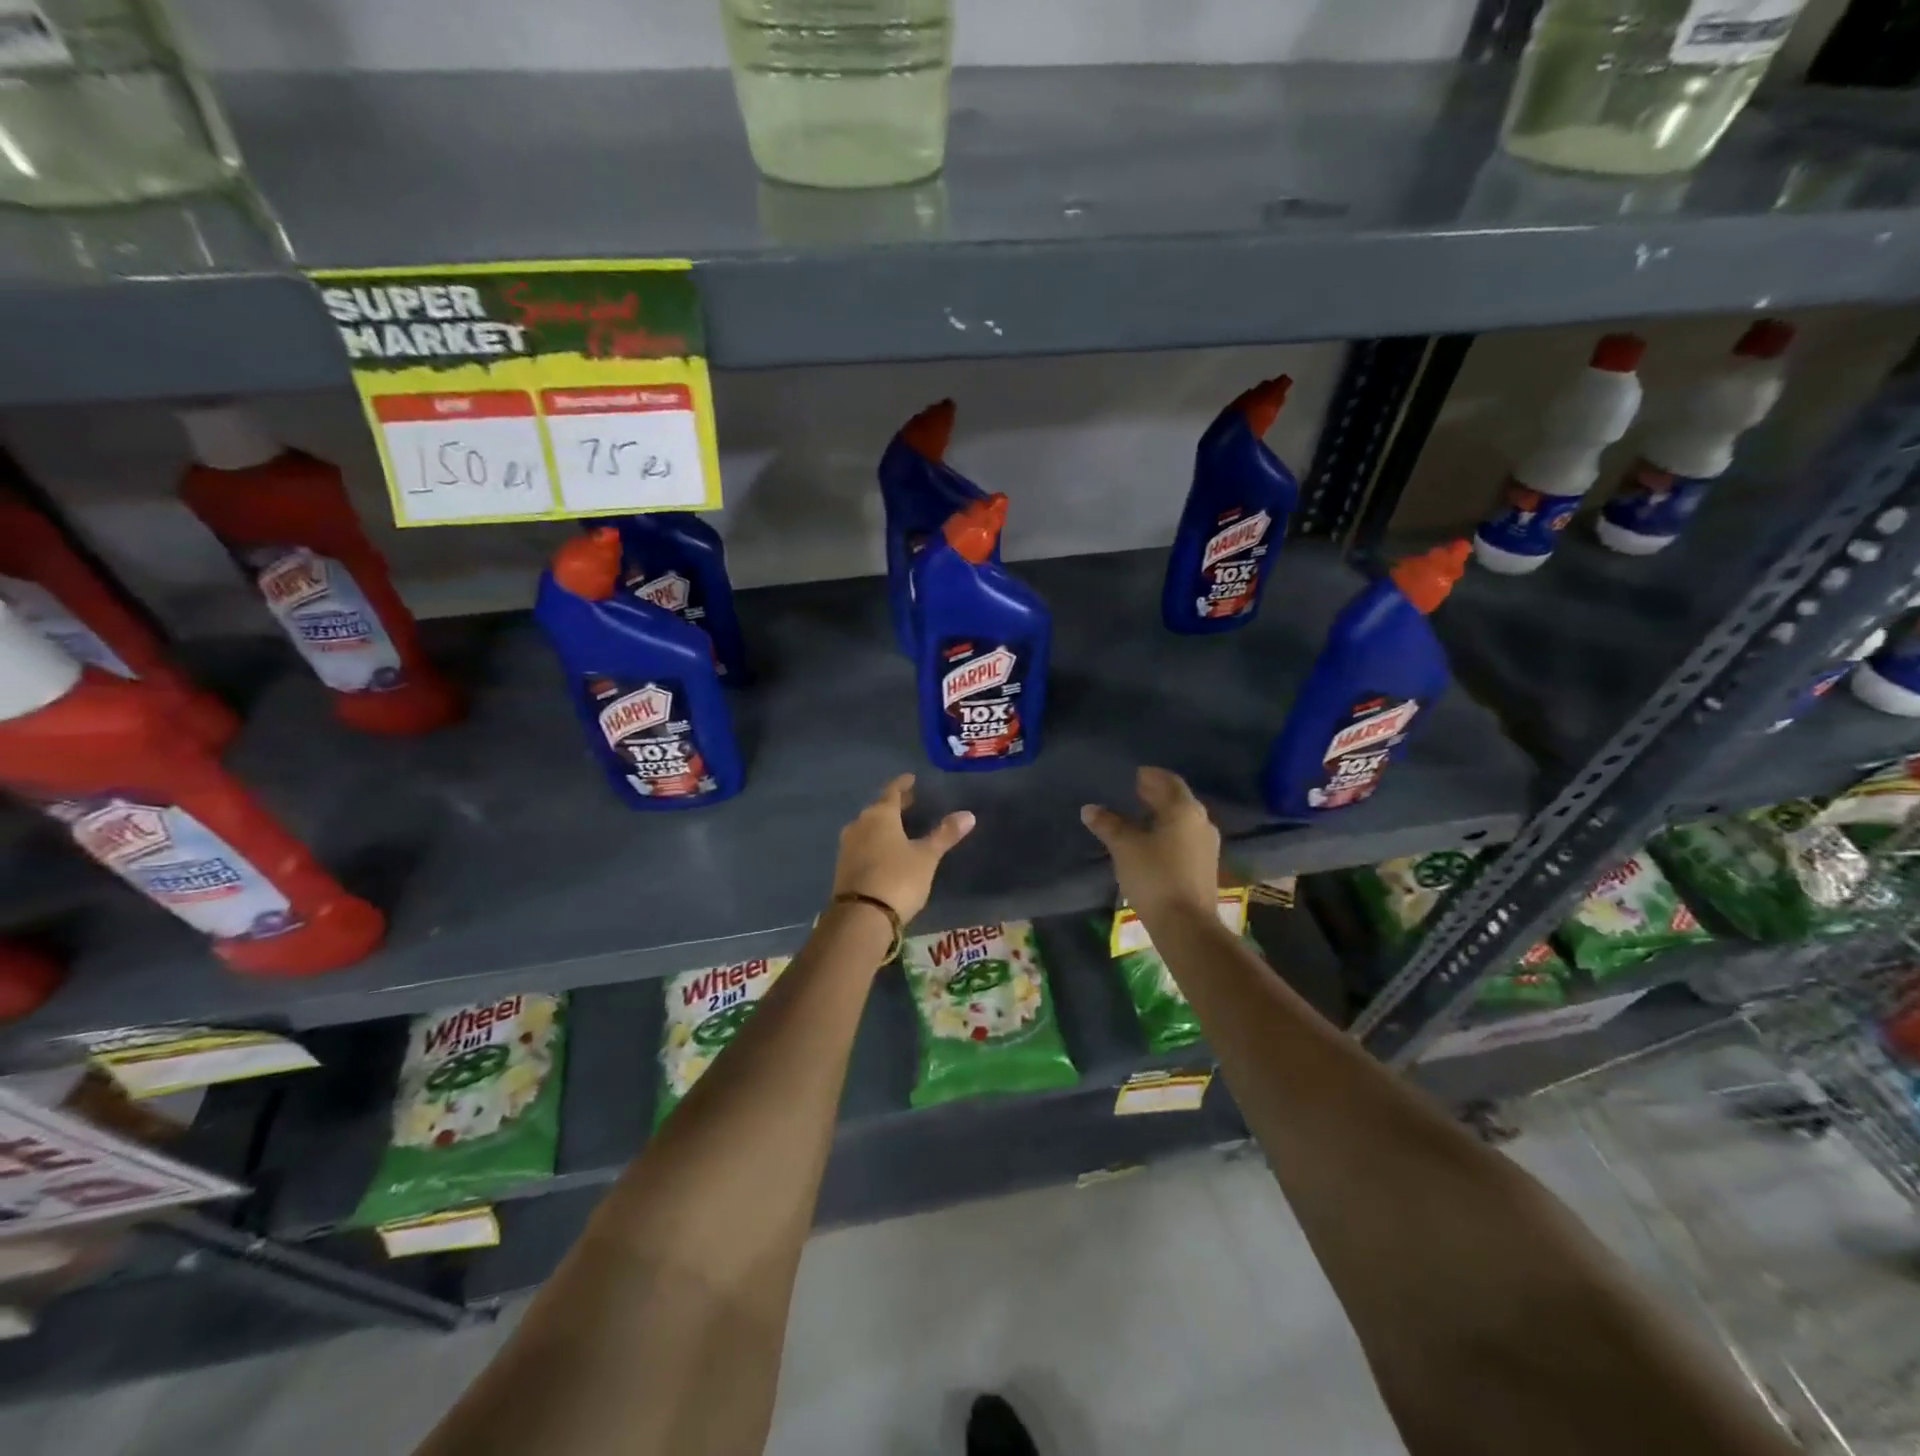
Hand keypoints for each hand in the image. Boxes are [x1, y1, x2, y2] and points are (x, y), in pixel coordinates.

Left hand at [832, 774, 974, 923]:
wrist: (861, 916)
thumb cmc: (898, 878)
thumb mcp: (926, 857)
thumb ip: (944, 834)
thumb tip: (968, 814)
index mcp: (880, 815)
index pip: (892, 791)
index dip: (903, 784)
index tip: (911, 779)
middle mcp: (859, 824)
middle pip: (879, 808)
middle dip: (895, 804)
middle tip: (910, 801)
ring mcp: (848, 845)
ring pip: (868, 826)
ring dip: (883, 824)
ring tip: (899, 826)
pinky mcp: (843, 866)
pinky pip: (862, 844)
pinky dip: (875, 841)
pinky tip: (884, 850)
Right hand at [1080, 767, 1221, 921]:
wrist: (1186, 925)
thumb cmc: (1154, 877)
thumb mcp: (1124, 847)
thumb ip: (1108, 824)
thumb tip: (1090, 808)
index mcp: (1184, 809)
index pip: (1168, 781)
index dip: (1150, 776)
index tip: (1133, 775)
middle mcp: (1201, 822)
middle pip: (1177, 799)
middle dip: (1156, 794)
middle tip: (1133, 792)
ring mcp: (1207, 845)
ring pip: (1182, 820)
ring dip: (1162, 814)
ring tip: (1138, 817)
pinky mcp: (1205, 866)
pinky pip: (1185, 838)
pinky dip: (1168, 832)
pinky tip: (1152, 842)